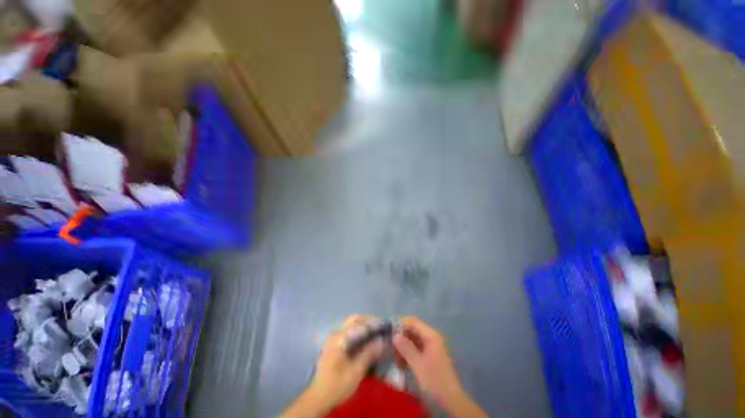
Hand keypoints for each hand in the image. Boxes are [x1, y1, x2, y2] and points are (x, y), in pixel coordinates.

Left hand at [280, 315, 384, 417]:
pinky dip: (359, 332)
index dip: (373, 323)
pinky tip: (365, 340)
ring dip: (364, 325)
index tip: (385, 325)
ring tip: (375, 332)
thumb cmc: (337, 384)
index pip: (359, 323)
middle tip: (380, 327)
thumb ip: (368, 353)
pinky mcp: (334, 344)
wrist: (318, 397)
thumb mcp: (356, 371)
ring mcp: (333, 338)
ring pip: (351, 324)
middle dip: (368, 321)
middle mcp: (336, 333)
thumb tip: (381, 340)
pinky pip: (349, 332)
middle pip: (354, 319)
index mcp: (340, 337)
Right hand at [393, 316, 487, 417]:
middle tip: (391, 350)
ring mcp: (430, 346)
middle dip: (401, 338)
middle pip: (412, 330)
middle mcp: (431, 337)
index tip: (388, 333)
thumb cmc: (435, 381)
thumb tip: (394, 335)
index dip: (400, 324)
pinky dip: (408, 354)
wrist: (451, 402)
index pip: (412, 321)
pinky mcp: (429, 355)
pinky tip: (402, 365)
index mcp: (431, 335)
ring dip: (403, 348)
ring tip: (396, 361)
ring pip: (412, 340)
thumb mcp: (418, 365)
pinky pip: (415, 348)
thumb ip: (406, 348)